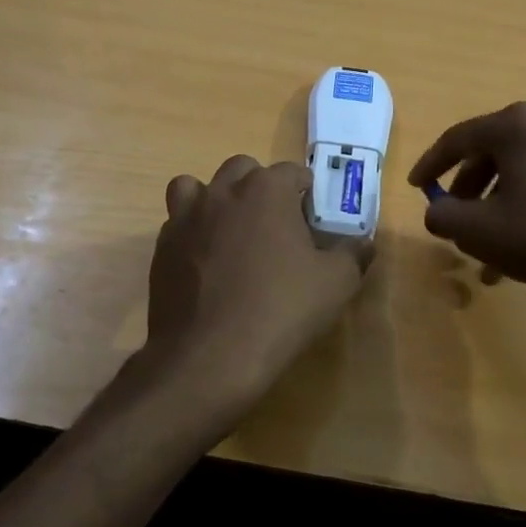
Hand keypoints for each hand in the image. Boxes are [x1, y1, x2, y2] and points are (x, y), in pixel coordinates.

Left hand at [141, 155, 368, 426]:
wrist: (209, 357)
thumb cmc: (281, 311)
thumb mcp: (336, 284)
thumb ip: (352, 255)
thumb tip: (363, 243)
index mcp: (266, 190)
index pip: (292, 172)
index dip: (306, 191)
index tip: (313, 216)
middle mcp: (222, 192)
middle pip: (242, 169)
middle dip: (260, 186)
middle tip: (275, 222)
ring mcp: (185, 217)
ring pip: (196, 187)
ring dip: (215, 199)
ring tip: (230, 230)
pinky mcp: (161, 247)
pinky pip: (177, 223)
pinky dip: (192, 232)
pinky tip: (206, 262)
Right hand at [407, 102, 525, 318]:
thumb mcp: (480, 232)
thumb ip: (442, 215)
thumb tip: (438, 210)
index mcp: (516, 124)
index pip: (458, 139)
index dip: (431, 165)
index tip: (417, 187)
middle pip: (493, 149)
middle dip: (470, 187)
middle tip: (457, 216)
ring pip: (524, 163)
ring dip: (502, 197)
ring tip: (494, 239)